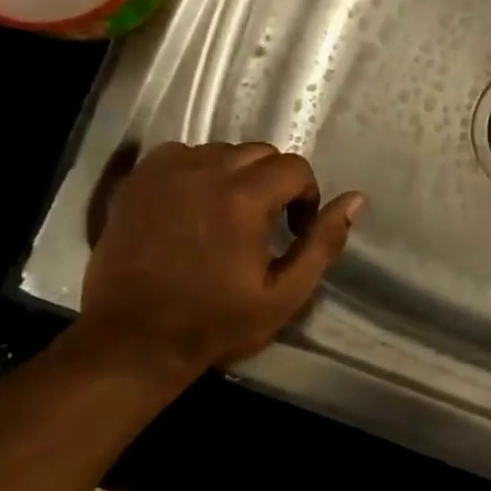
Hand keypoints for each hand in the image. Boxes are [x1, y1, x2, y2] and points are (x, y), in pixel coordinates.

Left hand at [79, 142, 364, 378]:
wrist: (134, 339)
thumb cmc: (215, 322)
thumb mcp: (284, 294)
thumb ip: (323, 243)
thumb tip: (356, 200)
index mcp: (243, 198)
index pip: (294, 167)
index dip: (305, 197)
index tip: (293, 231)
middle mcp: (204, 171)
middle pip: (259, 152)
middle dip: (273, 183)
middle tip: (264, 224)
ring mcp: (165, 172)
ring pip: (221, 151)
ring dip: (236, 175)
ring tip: (228, 216)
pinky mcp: (138, 180)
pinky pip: (182, 155)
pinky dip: (197, 171)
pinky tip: (194, 205)